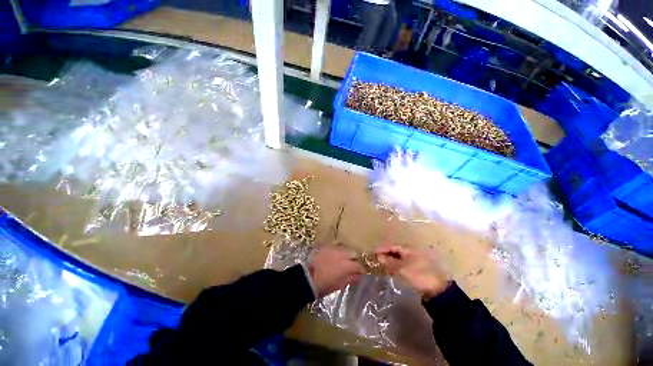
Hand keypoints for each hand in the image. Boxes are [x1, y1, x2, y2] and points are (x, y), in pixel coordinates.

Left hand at [308, 245, 363, 297]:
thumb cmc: (325, 284)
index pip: (359, 266)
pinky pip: (336, 247)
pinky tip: (334, 257)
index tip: (360, 274)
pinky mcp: (327, 246)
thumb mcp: (340, 284)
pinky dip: (338, 252)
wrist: (307, 277)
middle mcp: (343, 254)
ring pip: (345, 249)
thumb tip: (359, 276)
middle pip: (354, 253)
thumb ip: (351, 278)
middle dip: (355, 259)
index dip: (361, 270)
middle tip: (352, 266)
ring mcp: (334, 249)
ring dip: (347, 254)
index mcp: (348, 265)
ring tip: (343, 261)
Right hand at [375, 244, 448, 299]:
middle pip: (395, 251)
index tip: (373, 253)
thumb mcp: (402, 268)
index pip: (392, 246)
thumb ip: (389, 261)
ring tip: (381, 266)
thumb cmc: (419, 275)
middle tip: (376, 260)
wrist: (437, 290)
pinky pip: (402, 265)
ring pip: (398, 259)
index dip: (382, 249)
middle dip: (385, 255)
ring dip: (390, 261)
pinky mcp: (415, 269)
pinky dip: (395, 267)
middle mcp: (411, 253)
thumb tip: (378, 256)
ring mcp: (414, 261)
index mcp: (408, 249)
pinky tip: (391, 271)